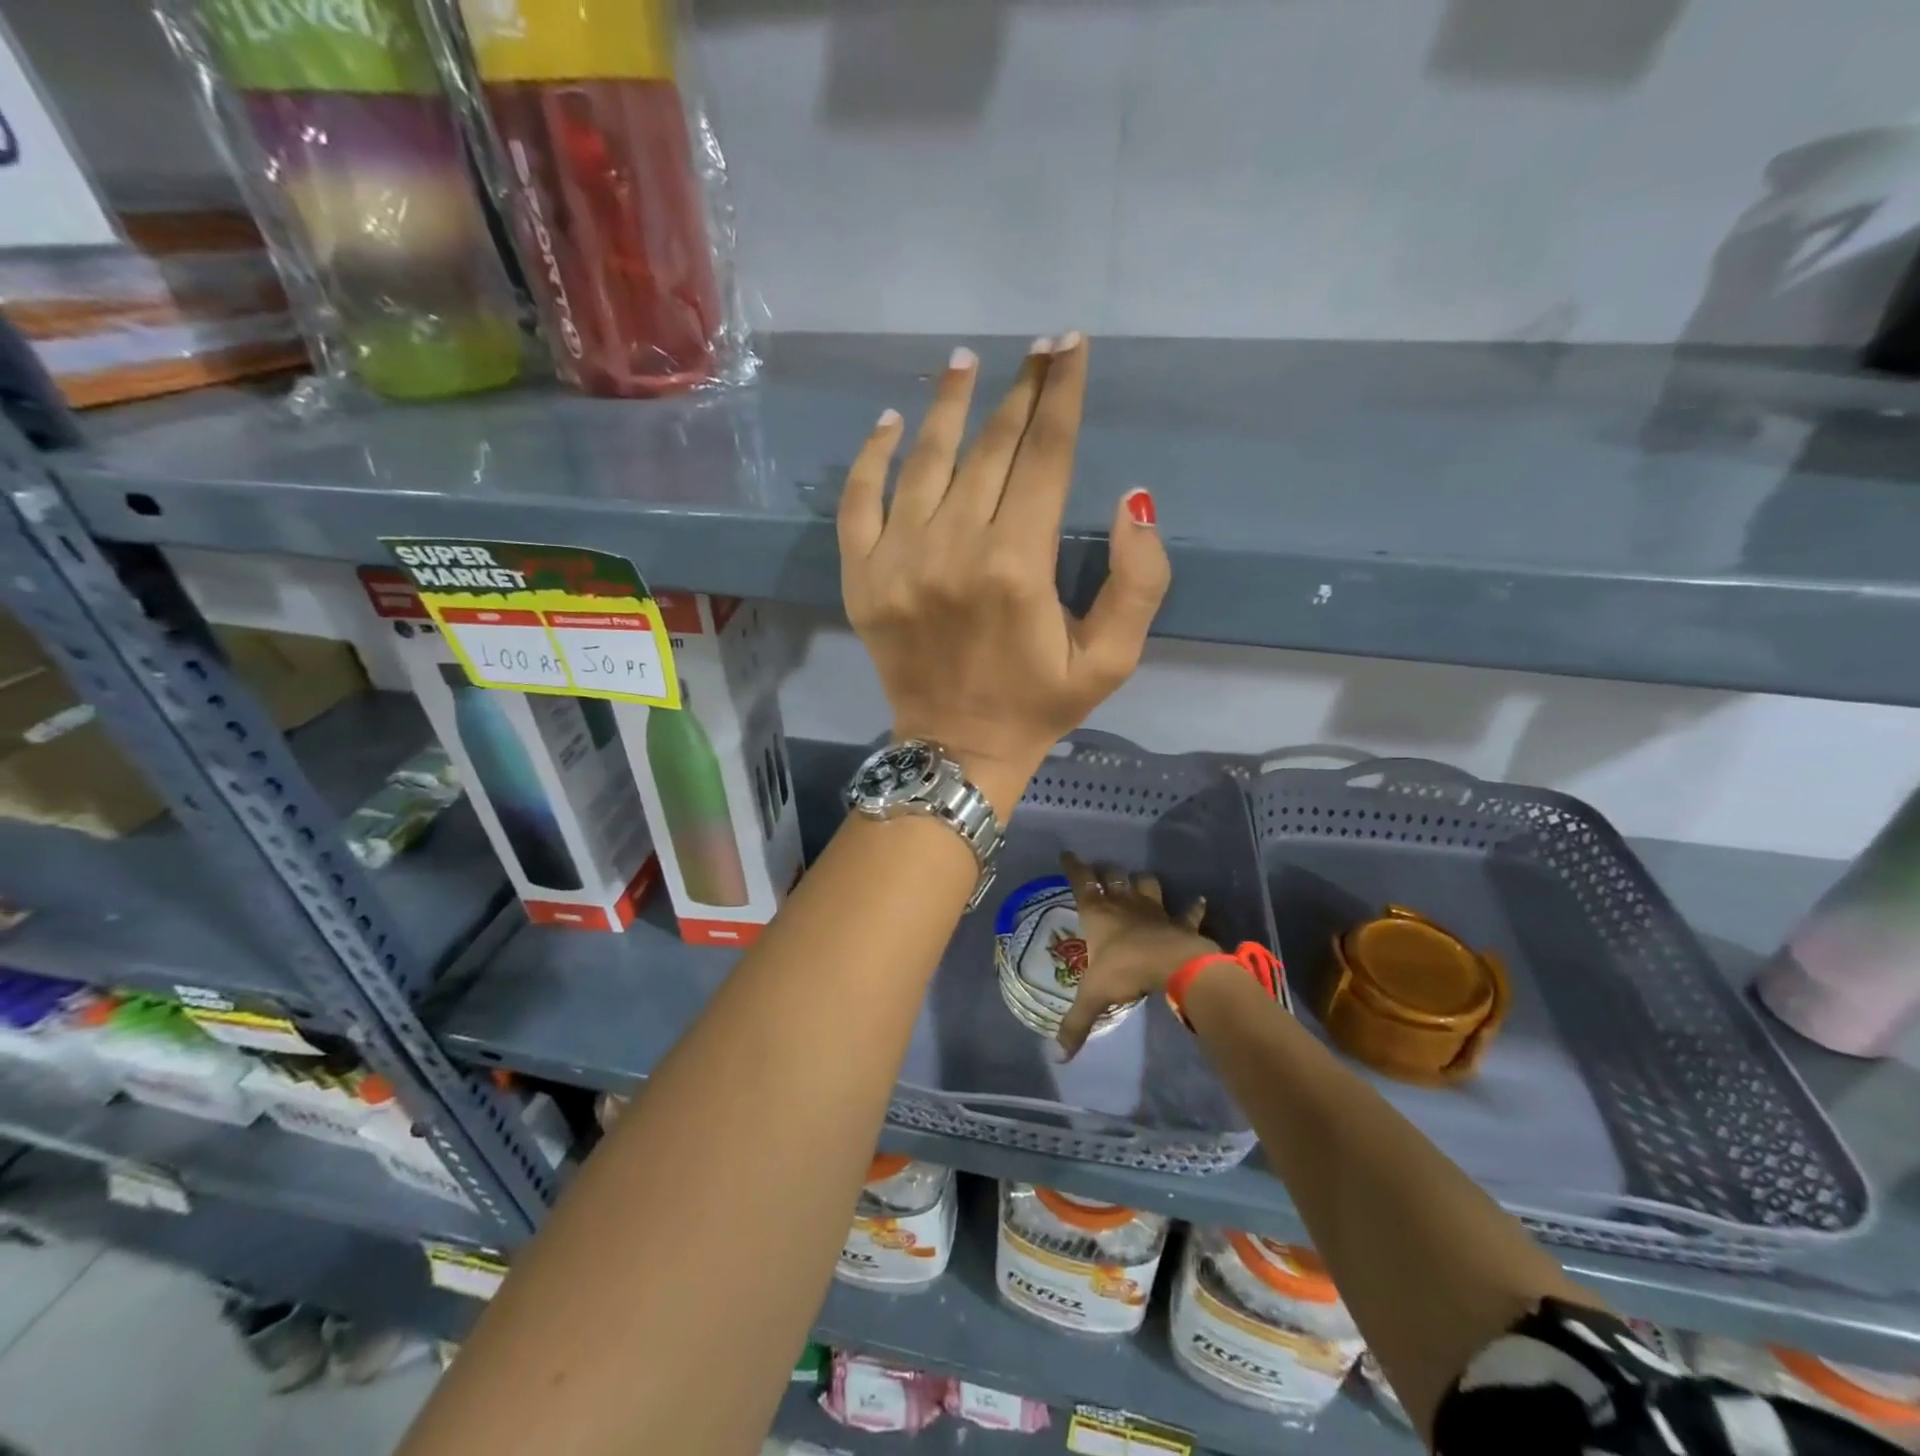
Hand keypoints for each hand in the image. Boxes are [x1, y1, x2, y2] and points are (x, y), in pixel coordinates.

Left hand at [838, 336, 1170, 817]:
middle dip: (1020, 391)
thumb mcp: (1111, 660)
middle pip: (990, 448)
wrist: (955, 750)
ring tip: (966, 360)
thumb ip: (1138, 582)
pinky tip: (892, 422)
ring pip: (926, 460)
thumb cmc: (1038, 705)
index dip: (1063, 396)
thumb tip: (1134, 499)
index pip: (1045, 457)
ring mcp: (897, 560)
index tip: (1071, 347)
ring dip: (949, 404)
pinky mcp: (861, 577)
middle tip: (1038, 348)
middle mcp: (953, 548)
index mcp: (1017, 565)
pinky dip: (872, 456)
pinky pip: (858, 501)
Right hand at [1056, 851, 1214, 1058]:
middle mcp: (1124, 905)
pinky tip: (1199, 901)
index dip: (1073, 866)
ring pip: (1147, 884)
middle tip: (1102, 871)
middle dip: (1107, 871)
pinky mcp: (1180, 922)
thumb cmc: (1125, 970)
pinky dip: (1194, 907)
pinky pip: (1189, 911)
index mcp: (1098, 913)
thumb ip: (1076, 1024)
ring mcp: (1155, 911)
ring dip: (1142, 882)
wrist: (1174, 965)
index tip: (1067, 853)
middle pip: (1114, 877)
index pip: (1081, 881)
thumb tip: (1059, 1057)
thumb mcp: (1094, 997)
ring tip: (1139, 882)